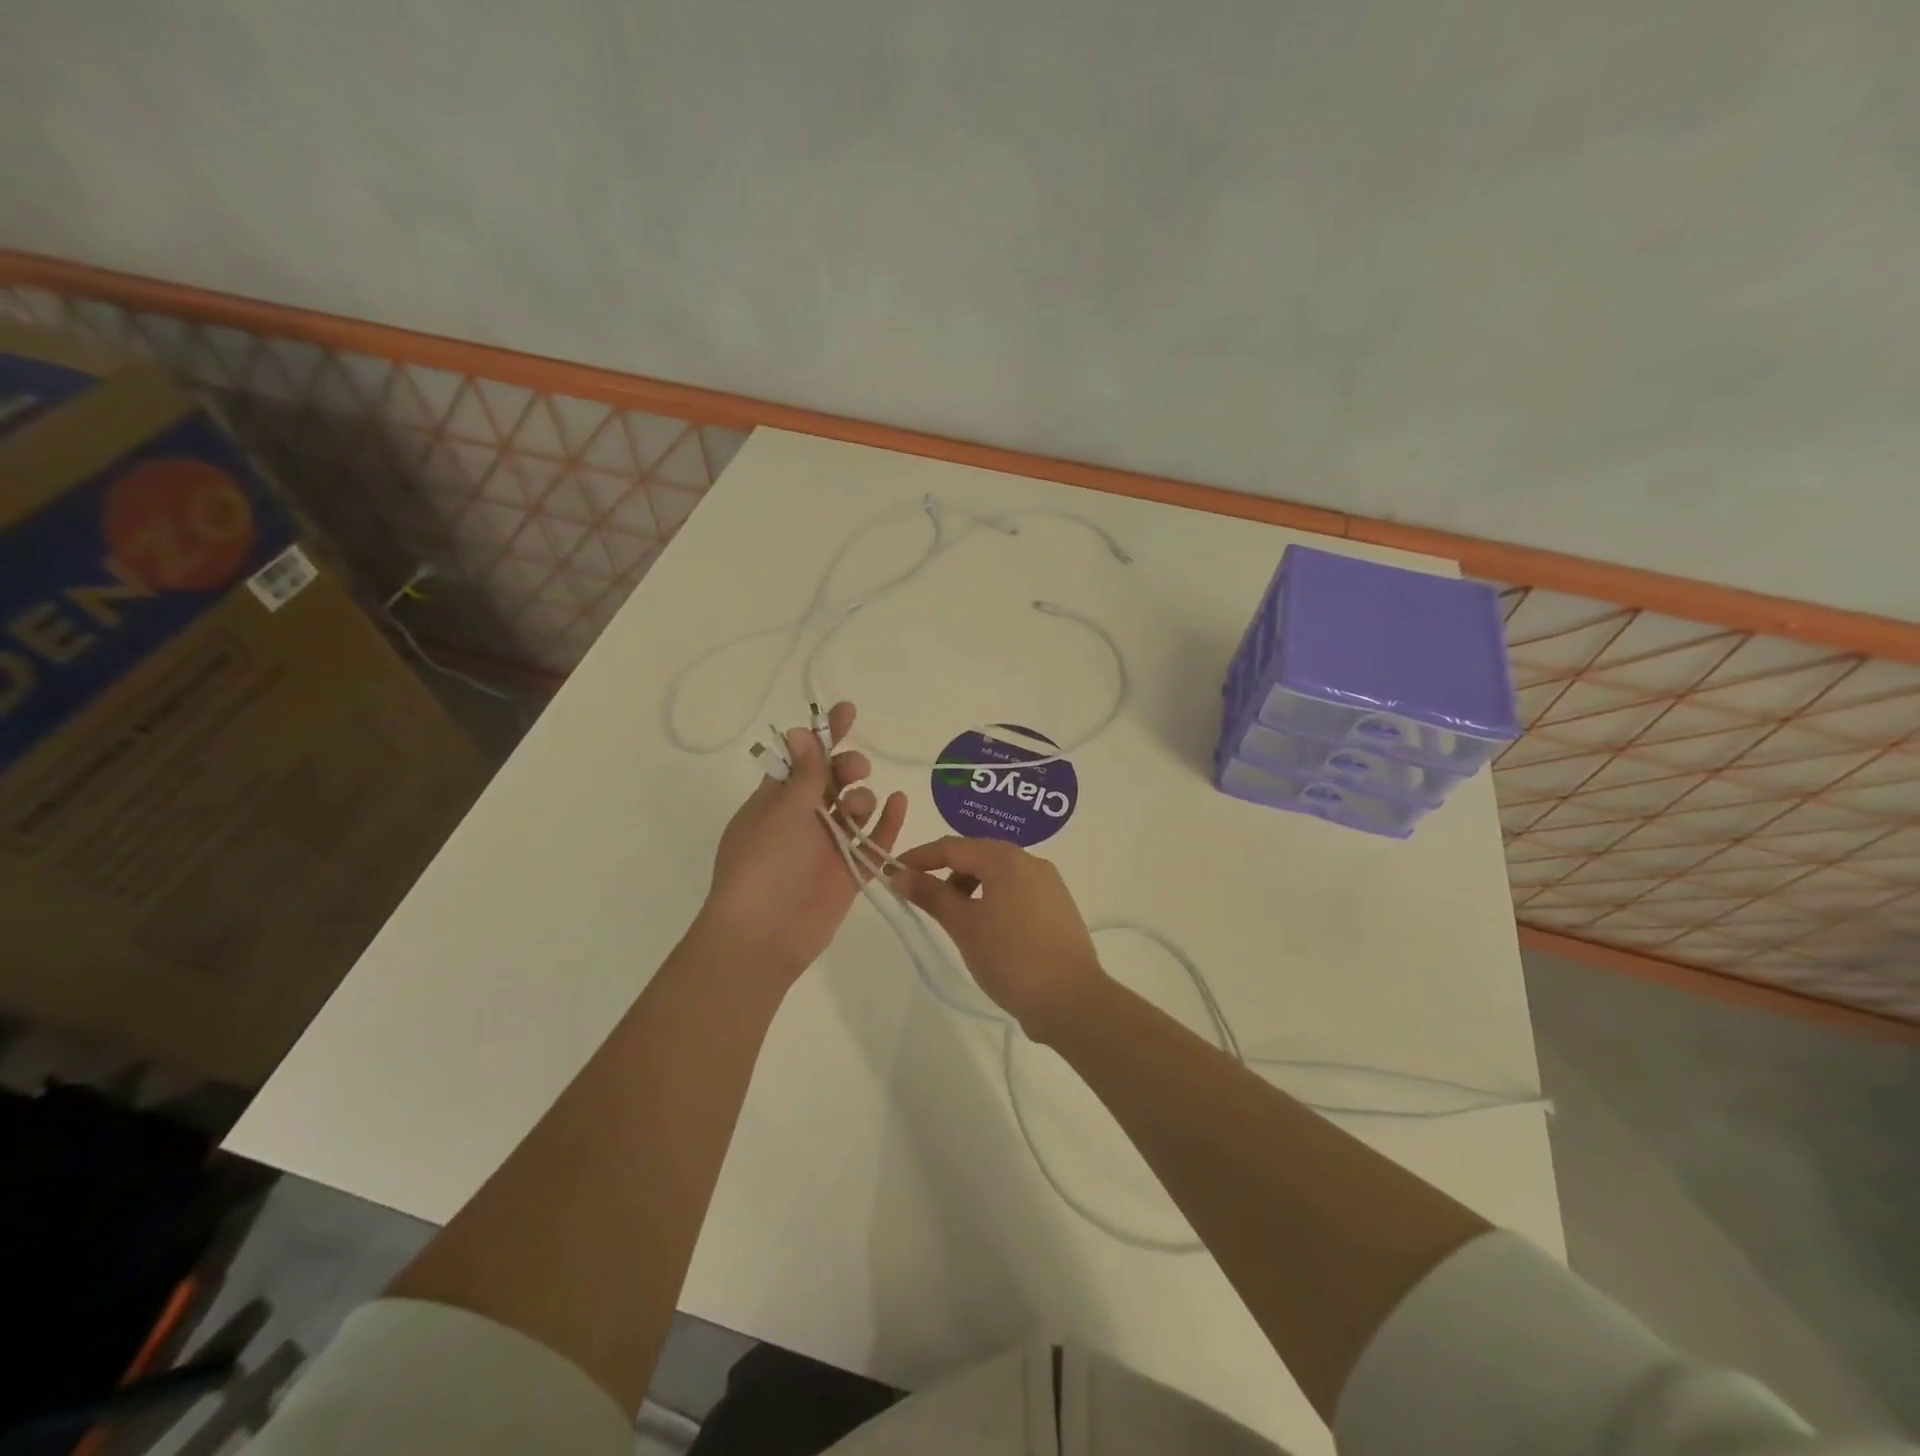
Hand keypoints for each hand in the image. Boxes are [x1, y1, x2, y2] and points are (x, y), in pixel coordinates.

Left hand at [697, 701, 907, 985]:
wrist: (764, 934)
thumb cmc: (764, 863)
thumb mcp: (782, 810)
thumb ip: (804, 773)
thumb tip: (800, 731)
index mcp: (777, 799)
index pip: (803, 757)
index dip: (824, 734)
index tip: (848, 711)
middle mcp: (803, 818)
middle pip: (834, 779)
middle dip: (847, 766)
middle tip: (854, 770)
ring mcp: (828, 844)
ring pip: (855, 806)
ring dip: (861, 796)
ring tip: (855, 808)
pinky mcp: (849, 870)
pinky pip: (874, 840)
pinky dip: (887, 821)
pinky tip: (900, 801)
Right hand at [889, 836, 1106, 1042]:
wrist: (1071, 1000)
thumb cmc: (1011, 957)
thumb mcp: (963, 925)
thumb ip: (931, 895)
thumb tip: (899, 874)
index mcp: (1006, 859)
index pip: (953, 846)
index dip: (920, 857)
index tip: (893, 871)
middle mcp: (1031, 862)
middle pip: (977, 856)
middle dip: (945, 872)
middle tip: (920, 897)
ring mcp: (1049, 884)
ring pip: (998, 874)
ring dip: (970, 887)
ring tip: (953, 918)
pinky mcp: (1057, 907)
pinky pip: (1016, 891)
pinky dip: (992, 899)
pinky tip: (985, 928)